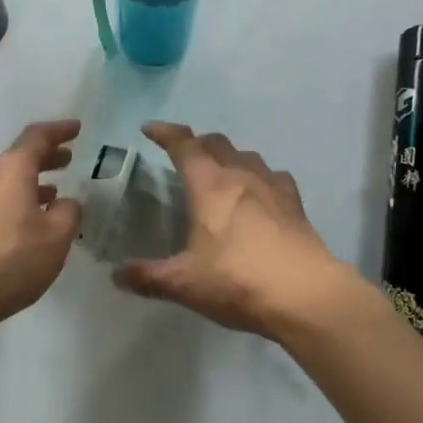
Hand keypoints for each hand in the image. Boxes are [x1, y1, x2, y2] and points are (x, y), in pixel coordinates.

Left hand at [0, 120, 83, 333]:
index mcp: (13, 170)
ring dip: (33, 180)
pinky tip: (32, 221)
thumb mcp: (55, 236)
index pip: (37, 137)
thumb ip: (68, 213)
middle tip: (69, 158)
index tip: (77, 128)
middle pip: (20, 157)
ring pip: (9, 180)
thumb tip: (66, 203)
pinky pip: (0, 200)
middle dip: (46, 155)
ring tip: (56, 190)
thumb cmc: (10, 258)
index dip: (58, 130)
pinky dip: (21, 200)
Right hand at [113, 123, 362, 338]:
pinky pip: (274, 177)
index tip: (150, 129)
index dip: (165, 133)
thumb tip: (117, 275)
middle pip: (216, 143)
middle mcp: (240, 174)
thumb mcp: (184, 283)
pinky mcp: (295, 203)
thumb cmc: (237, 280)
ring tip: (221, 172)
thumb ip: (148, 277)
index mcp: (209, 184)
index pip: (183, 144)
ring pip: (247, 155)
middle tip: (184, 155)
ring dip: (230, 157)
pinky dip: (261, 177)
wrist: (305, 294)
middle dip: (197, 143)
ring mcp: (272, 186)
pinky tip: (261, 194)